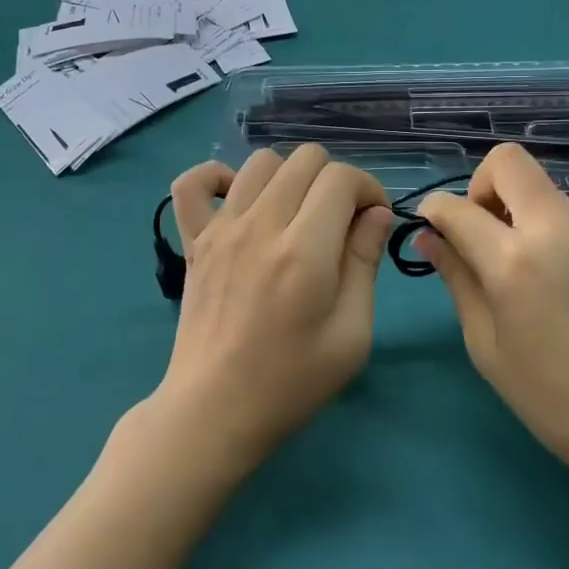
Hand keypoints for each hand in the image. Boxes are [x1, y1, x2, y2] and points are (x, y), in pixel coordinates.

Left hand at [156, 147, 393, 472]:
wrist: (215, 410)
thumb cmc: (292, 381)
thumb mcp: (352, 334)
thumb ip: (365, 263)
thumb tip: (376, 213)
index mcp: (305, 251)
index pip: (341, 178)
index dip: (368, 189)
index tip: (372, 221)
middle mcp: (261, 225)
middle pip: (306, 158)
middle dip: (335, 180)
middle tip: (340, 221)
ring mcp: (221, 228)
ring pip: (261, 160)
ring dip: (290, 177)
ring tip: (297, 214)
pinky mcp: (194, 239)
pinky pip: (192, 182)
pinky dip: (218, 178)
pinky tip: (239, 201)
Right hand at [415, 143, 568, 498]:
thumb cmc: (552, 396)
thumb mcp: (486, 343)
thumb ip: (456, 279)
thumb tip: (429, 238)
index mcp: (514, 260)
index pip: (457, 207)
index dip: (433, 211)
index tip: (428, 230)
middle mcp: (554, 229)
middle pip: (508, 161)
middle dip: (478, 186)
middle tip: (476, 235)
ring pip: (537, 185)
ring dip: (510, 205)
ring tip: (508, 263)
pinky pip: (560, 211)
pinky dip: (537, 224)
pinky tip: (543, 275)